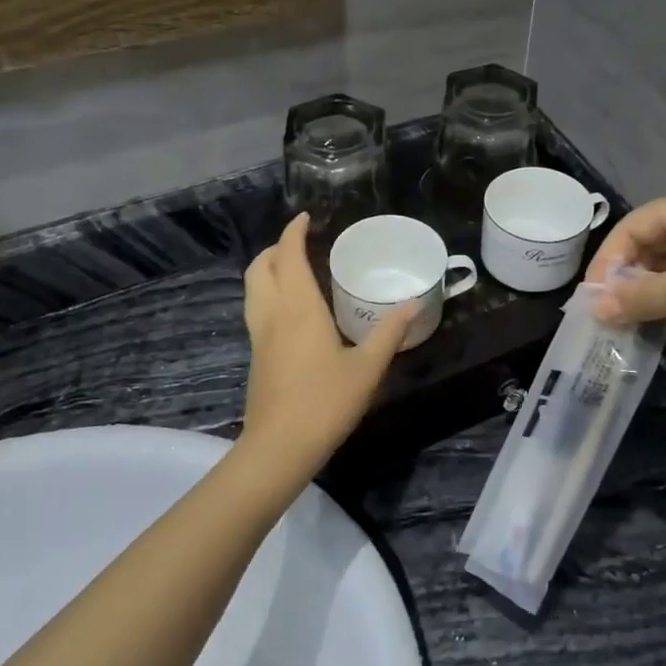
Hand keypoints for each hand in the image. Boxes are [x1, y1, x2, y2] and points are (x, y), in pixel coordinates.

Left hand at [238, 214, 413, 483]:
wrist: (279, 447)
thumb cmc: (325, 402)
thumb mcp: (367, 368)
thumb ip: (389, 333)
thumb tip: (413, 304)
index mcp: (298, 308)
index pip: (289, 256)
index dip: (293, 232)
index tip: (305, 218)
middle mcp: (273, 314)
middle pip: (260, 267)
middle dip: (276, 248)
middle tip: (300, 243)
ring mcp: (259, 336)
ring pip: (253, 288)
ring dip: (267, 269)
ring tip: (292, 269)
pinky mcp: (256, 356)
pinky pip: (256, 309)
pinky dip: (267, 293)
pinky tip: (290, 310)